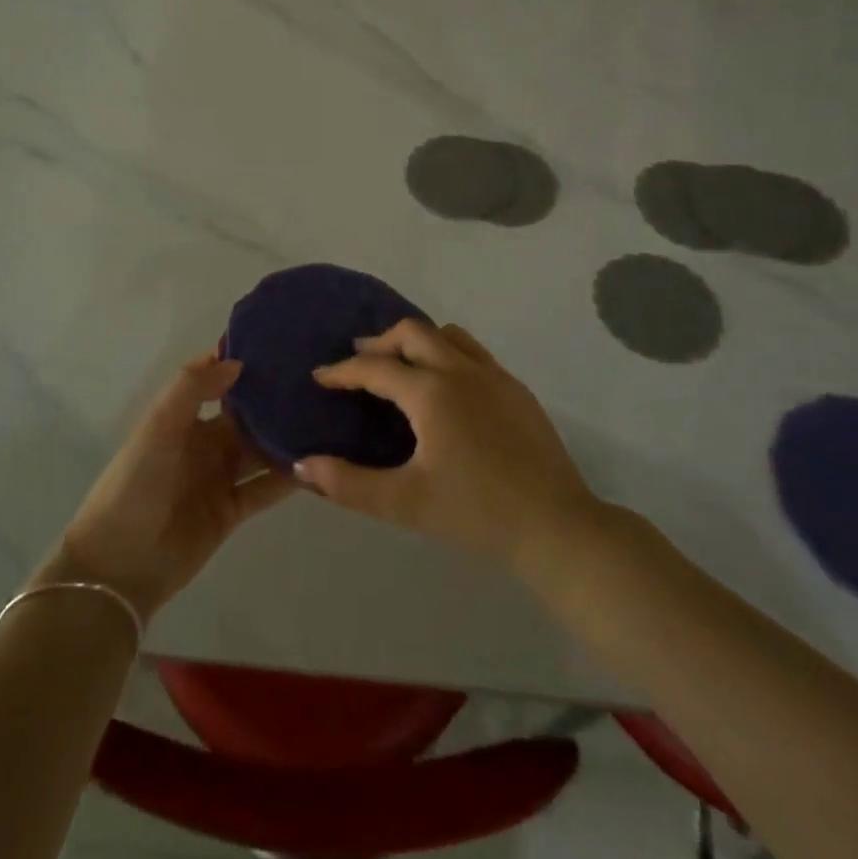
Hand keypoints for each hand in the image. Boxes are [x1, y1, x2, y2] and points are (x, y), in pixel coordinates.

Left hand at [46, 355, 294, 621]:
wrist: (120, 564)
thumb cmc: (136, 484)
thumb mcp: (158, 427)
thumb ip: (192, 389)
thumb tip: (237, 362)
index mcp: (182, 417)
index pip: (216, 381)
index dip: (240, 364)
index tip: (279, 346)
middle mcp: (204, 442)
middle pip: (245, 416)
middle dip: (273, 401)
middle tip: (318, 382)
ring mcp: (219, 477)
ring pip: (261, 450)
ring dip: (286, 438)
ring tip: (328, 420)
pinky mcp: (232, 511)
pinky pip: (265, 489)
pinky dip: (289, 479)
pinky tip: (319, 465)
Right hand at [294, 320, 598, 574]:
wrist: (556, 526)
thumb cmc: (476, 513)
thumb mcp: (405, 503)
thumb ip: (349, 484)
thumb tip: (301, 466)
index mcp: (431, 392)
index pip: (376, 368)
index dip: (343, 370)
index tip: (320, 376)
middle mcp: (461, 370)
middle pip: (412, 332)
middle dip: (380, 342)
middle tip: (360, 362)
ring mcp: (494, 376)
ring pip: (448, 335)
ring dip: (417, 342)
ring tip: (401, 366)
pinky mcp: (517, 389)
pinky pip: (473, 353)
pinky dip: (447, 353)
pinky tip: (447, 388)